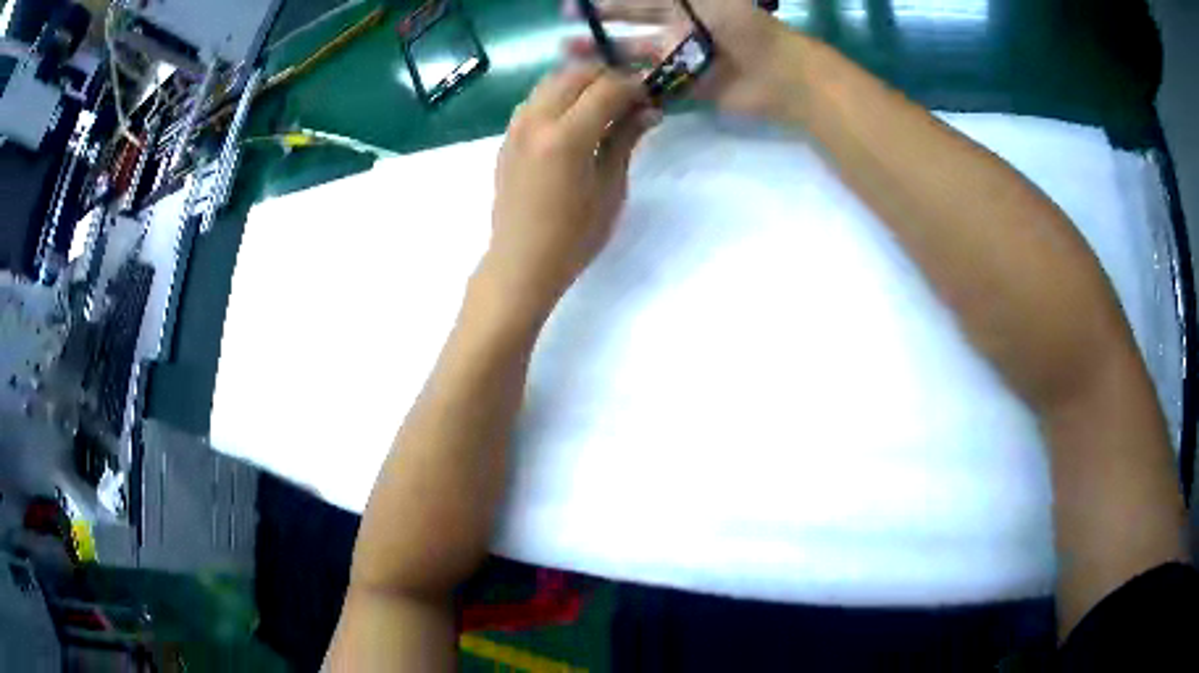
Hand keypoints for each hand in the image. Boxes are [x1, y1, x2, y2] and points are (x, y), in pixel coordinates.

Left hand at [479, 63, 659, 319]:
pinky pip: (535, 100)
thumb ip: (625, 139)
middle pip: (575, 73)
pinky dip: (558, 96)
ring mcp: (516, 127)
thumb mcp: (610, 187)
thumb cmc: (574, 235)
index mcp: (566, 136)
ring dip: (580, 82)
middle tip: (628, 97)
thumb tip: (649, 109)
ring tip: (602, 104)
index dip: (633, 86)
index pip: (606, 88)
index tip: (650, 95)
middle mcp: (536, 121)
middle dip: (607, 76)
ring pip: (551, 81)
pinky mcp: (507, 137)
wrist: (521, 262)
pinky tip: (573, 118)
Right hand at [563, 0, 799, 118]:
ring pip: (637, 58)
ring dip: (608, 59)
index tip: (572, 10)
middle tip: (565, 41)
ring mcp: (683, 59)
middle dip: (600, 32)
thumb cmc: (742, 26)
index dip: (605, 5)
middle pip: (632, 28)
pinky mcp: (689, 87)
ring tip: (574, 64)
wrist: (779, 73)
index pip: (636, 1)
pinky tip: (604, 91)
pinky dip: (631, 87)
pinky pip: (655, 86)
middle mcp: (679, 28)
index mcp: (683, 5)